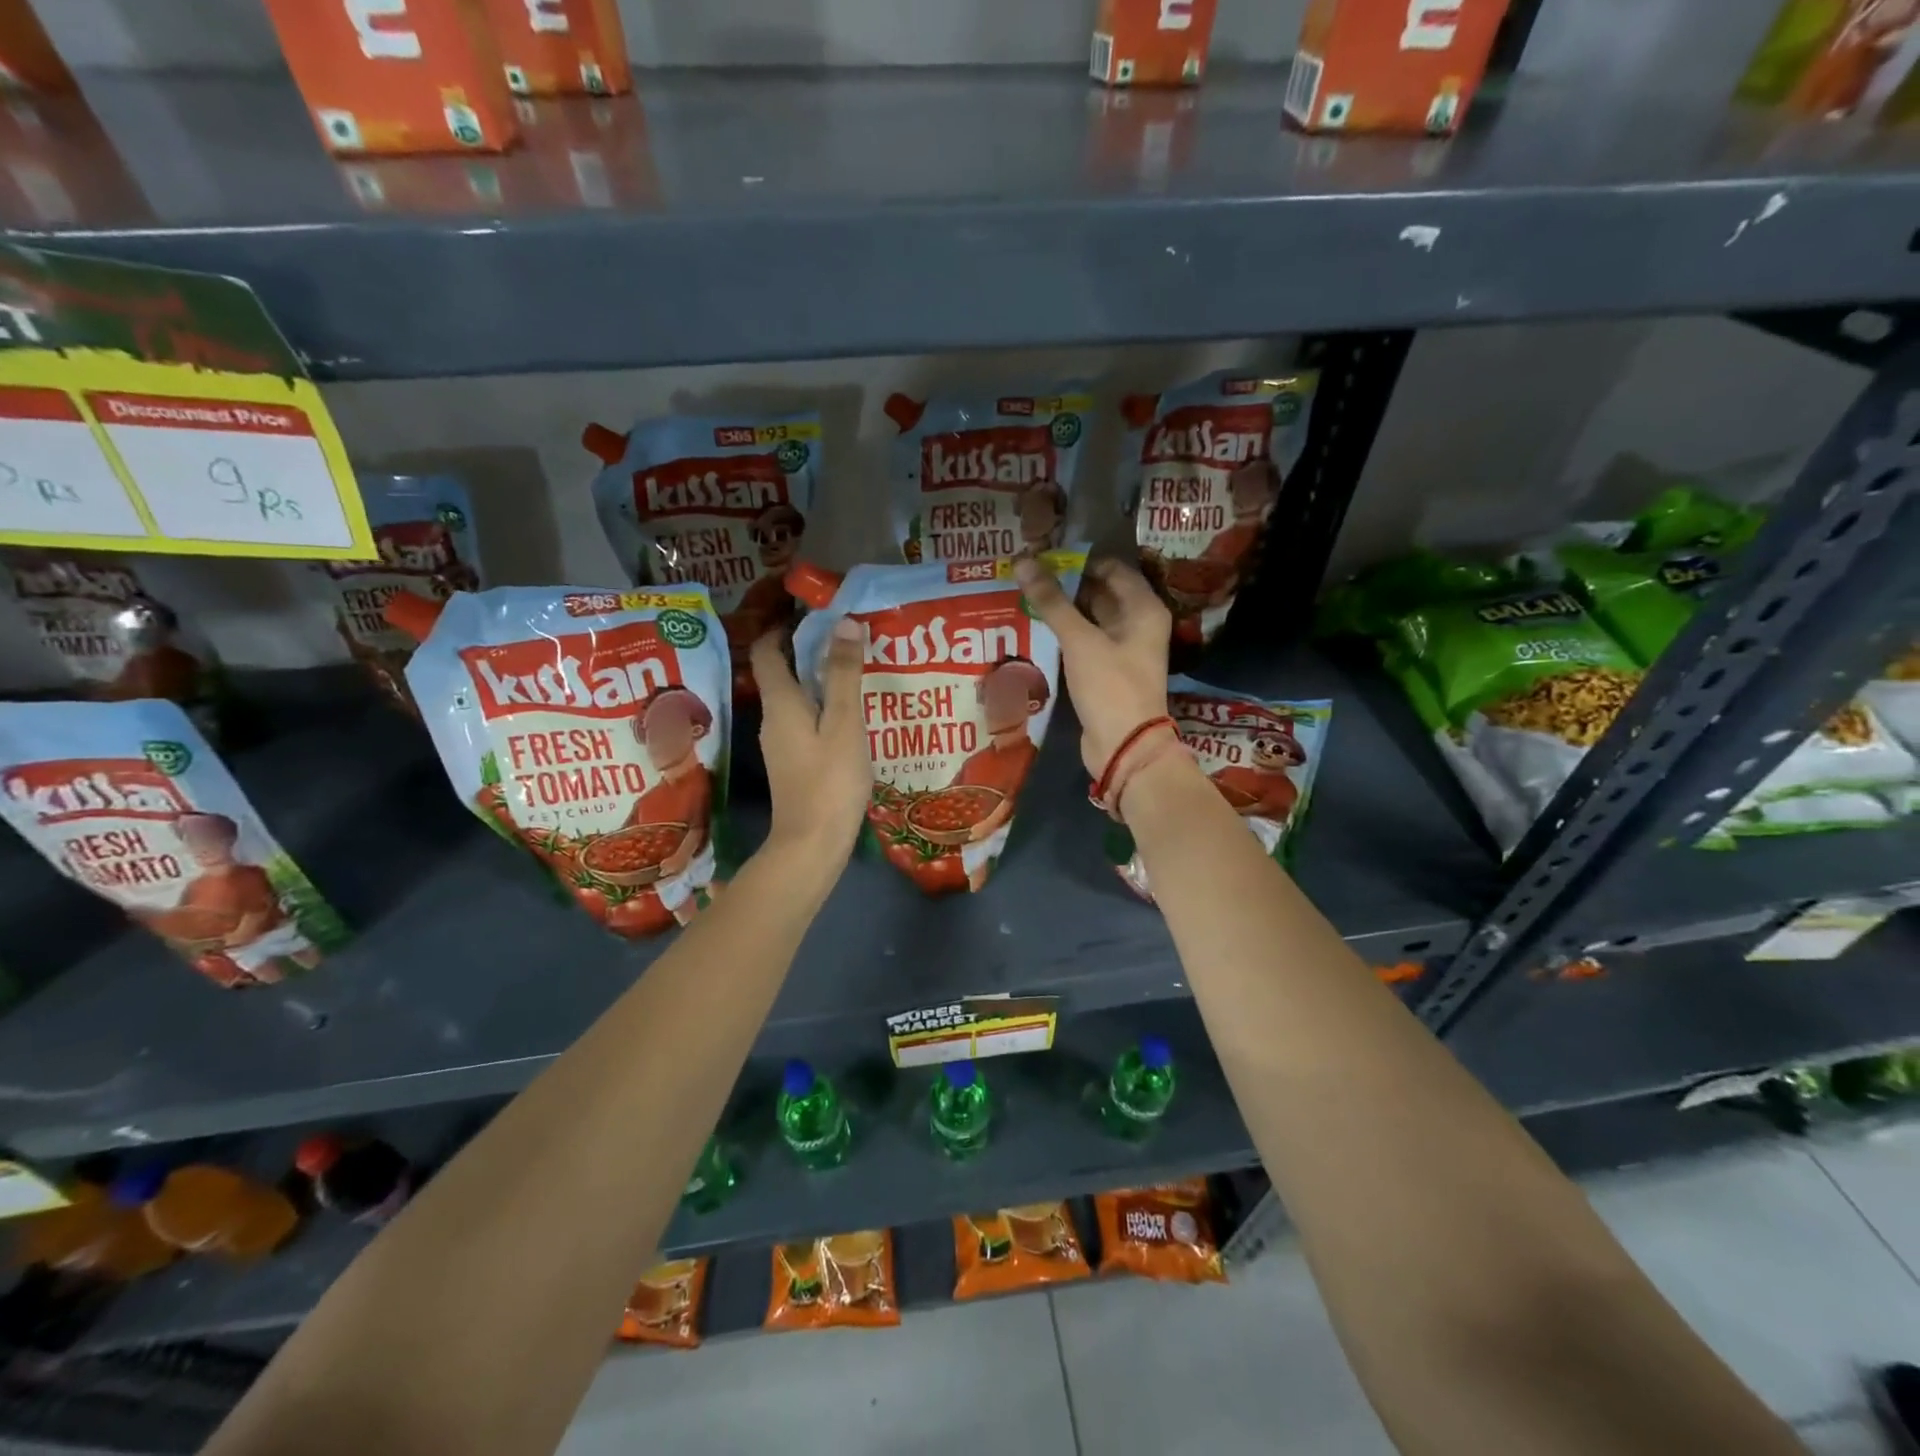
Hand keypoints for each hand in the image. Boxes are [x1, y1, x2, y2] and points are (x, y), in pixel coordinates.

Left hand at [750, 619, 872, 860]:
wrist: (812, 842)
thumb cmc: (830, 780)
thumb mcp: (844, 723)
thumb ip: (844, 674)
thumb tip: (843, 623)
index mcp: (780, 703)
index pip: (767, 651)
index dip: (783, 628)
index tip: (812, 615)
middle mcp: (772, 719)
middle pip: (781, 673)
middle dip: (808, 652)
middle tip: (846, 640)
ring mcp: (780, 744)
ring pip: (795, 699)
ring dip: (818, 681)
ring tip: (855, 672)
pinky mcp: (793, 763)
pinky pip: (804, 722)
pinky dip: (822, 709)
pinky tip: (851, 716)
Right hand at [1012, 556, 1170, 777]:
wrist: (1124, 746)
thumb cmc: (1110, 686)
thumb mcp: (1079, 640)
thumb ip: (1051, 601)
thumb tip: (1022, 562)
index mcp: (1143, 608)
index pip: (1111, 568)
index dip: (1078, 559)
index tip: (1042, 555)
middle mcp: (1137, 623)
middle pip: (1100, 592)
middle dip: (1066, 584)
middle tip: (1026, 574)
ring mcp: (1123, 649)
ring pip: (1090, 618)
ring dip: (1062, 610)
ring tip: (1023, 596)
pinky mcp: (1107, 671)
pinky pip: (1084, 642)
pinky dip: (1064, 634)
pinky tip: (1035, 628)